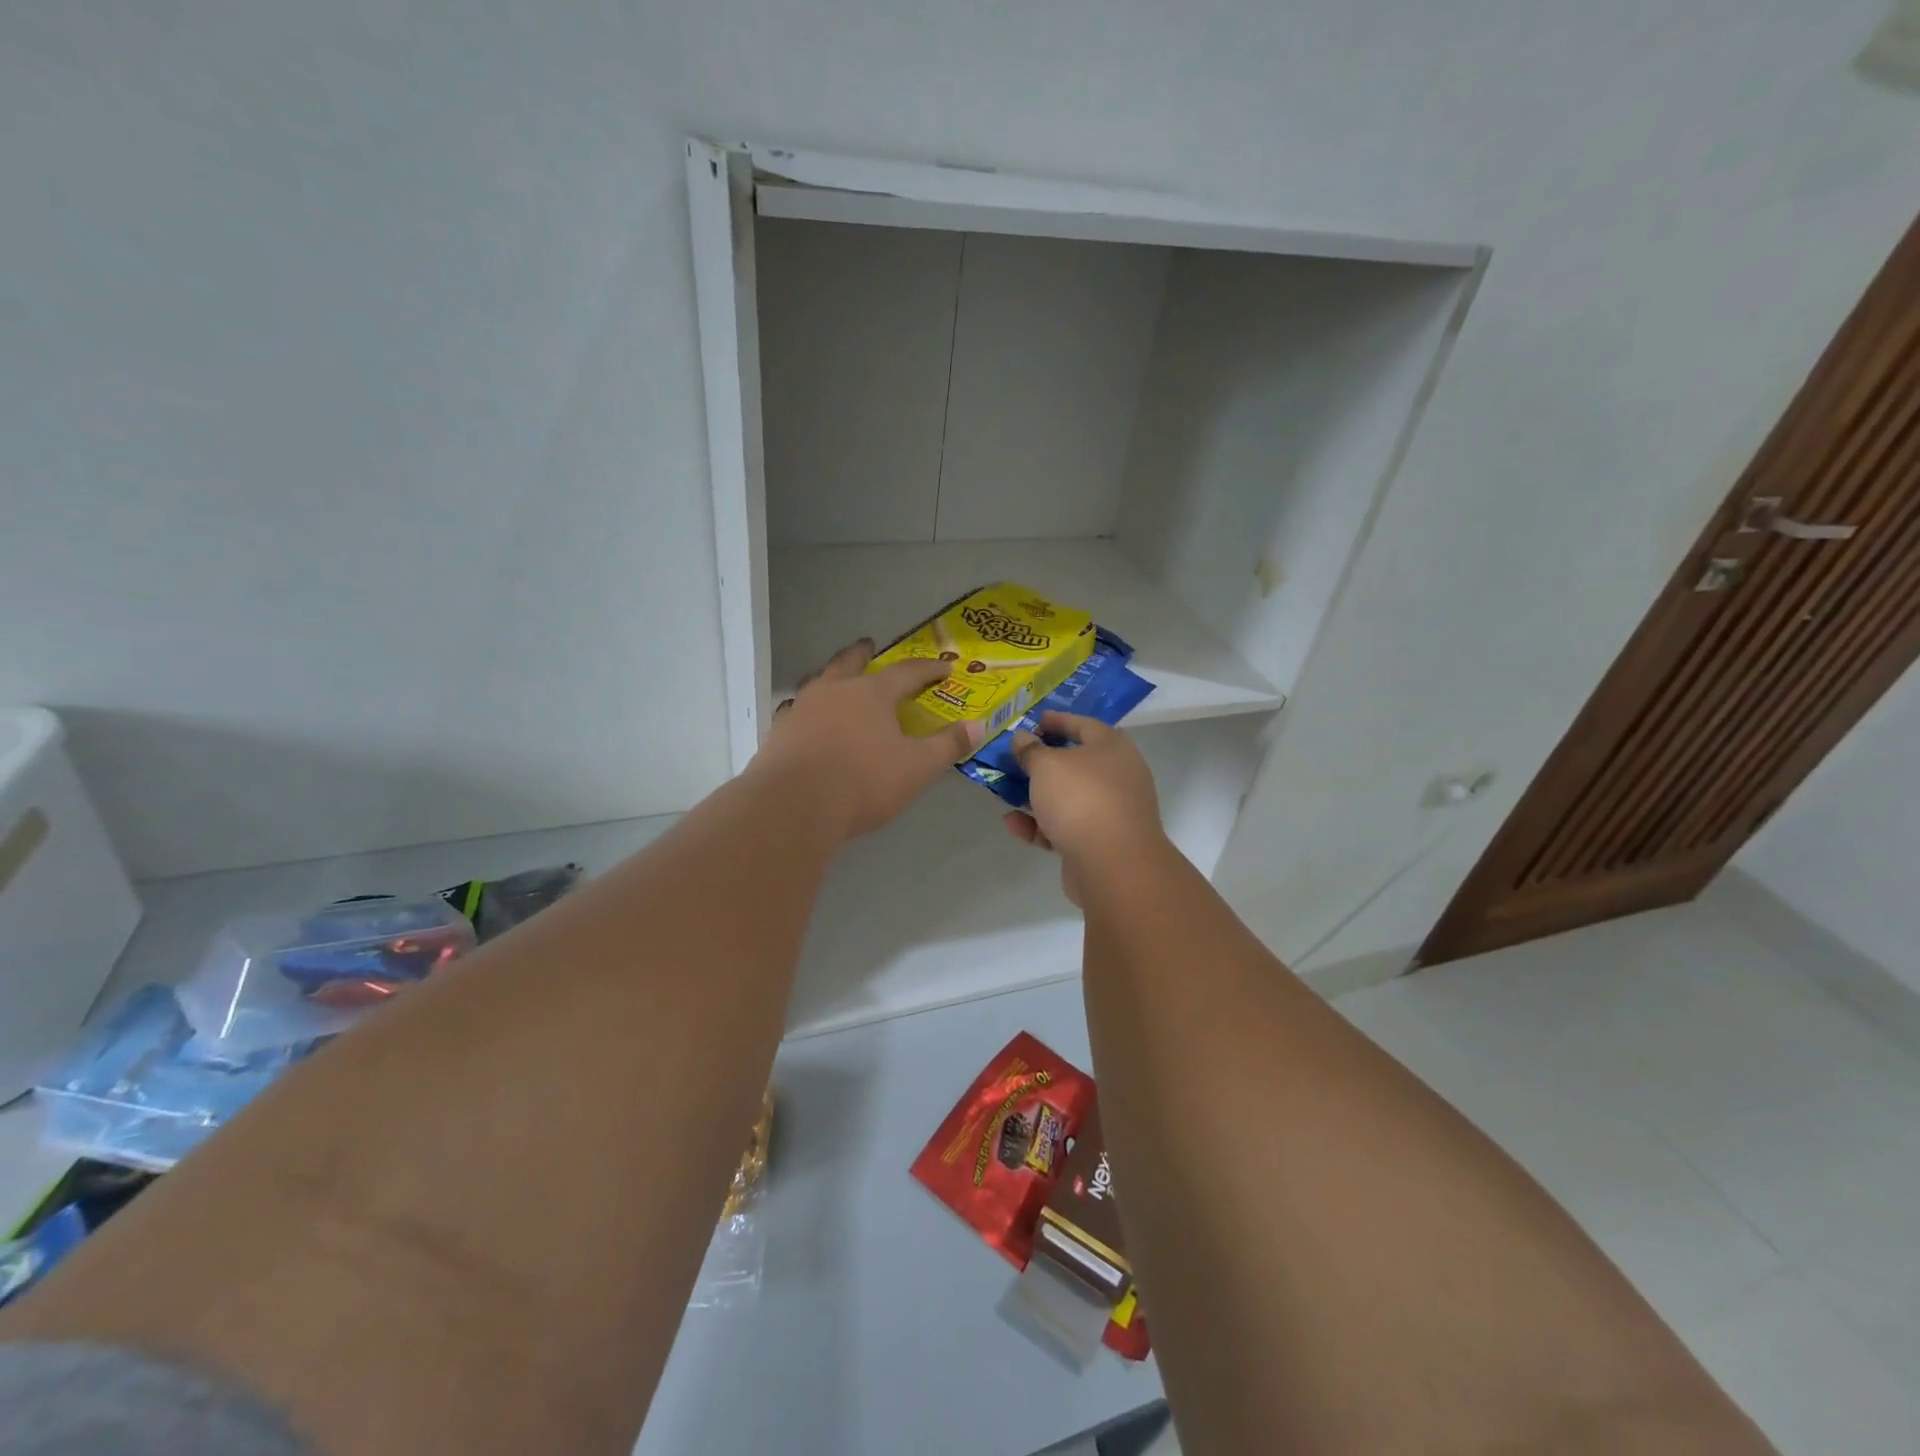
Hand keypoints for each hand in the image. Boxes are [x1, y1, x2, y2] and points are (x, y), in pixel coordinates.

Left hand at [752, 639, 983, 841]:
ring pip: (817, 680)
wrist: (794, 806)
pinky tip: (804, 718)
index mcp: (872, 693)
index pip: (907, 672)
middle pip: (850, 662)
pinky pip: (794, 710)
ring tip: (834, 677)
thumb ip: (947, 746)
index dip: (928, 669)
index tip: (944, 667)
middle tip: (869, 644)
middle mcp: (835, 690)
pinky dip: (805, 709)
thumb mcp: (917, 768)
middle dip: (862, 653)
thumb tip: (978, 726)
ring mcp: (802, 708)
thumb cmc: (863, 783)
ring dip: (829, 675)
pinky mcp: (779, 731)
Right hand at [1002, 711, 1168, 903]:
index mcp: (1112, 748)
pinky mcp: (1098, 844)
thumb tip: (1022, 738)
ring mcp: (1110, 812)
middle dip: (1043, 762)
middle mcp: (1116, 777)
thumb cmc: (1081, 799)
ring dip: (1037, 795)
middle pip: (1076, 763)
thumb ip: (1031, 750)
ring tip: (1005, 792)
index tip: (1034, 720)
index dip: (1058, 720)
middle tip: (1015, 758)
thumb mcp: (1047, 766)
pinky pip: (1064, 828)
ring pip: (1068, 798)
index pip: (1084, 725)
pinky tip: (1012, 824)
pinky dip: (1040, 825)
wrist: (1113, 865)